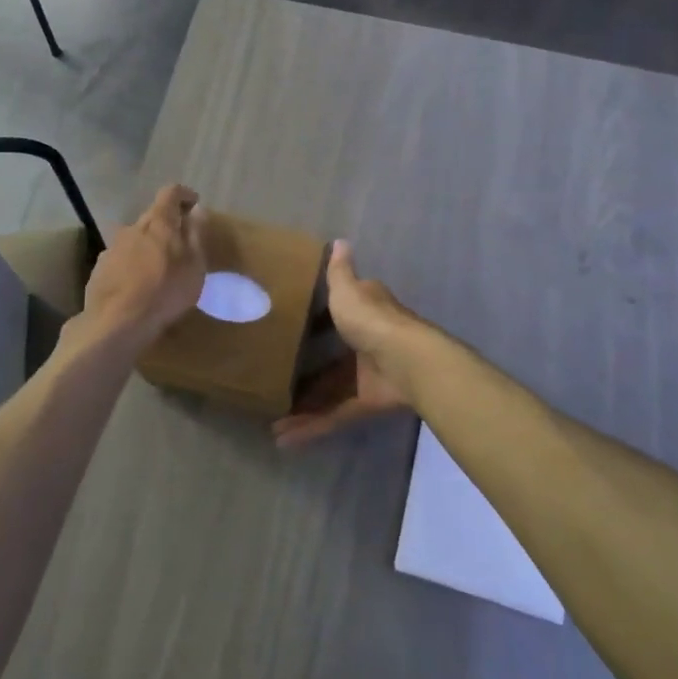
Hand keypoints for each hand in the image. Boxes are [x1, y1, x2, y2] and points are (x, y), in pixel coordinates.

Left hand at [82, 185, 206, 342]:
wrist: (116, 322)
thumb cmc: (165, 291)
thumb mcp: (194, 265)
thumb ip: (196, 234)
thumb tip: (197, 210)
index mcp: (158, 222)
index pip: (170, 192)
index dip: (184, 195)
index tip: (194, 205)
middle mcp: (132, 228)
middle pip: (152, 216)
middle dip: (167, 224)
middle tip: (180, 244)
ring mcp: (112, 248)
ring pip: (135, 239)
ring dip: (148, 246)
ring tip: (158, 270)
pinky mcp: (99, 269)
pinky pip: (121, 259)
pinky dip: (131, 265)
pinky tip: (137, 286)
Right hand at [272, 241, 417, 447]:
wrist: (406, 362)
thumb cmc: (372, 320)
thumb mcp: (348, 290)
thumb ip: (339, 272)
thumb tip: (339, 241)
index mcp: (364, 314)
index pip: (339, 313)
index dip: (318, 318)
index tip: (290, 325)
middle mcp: (365, 344)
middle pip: (330, 358)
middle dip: (305, 370)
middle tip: (273, 377)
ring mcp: (365, 376)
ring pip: (329, 392)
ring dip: (303, 405)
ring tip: (271, 417)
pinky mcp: (365, 403)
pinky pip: (334, 415)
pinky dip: (312, 427)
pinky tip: (283, 437)